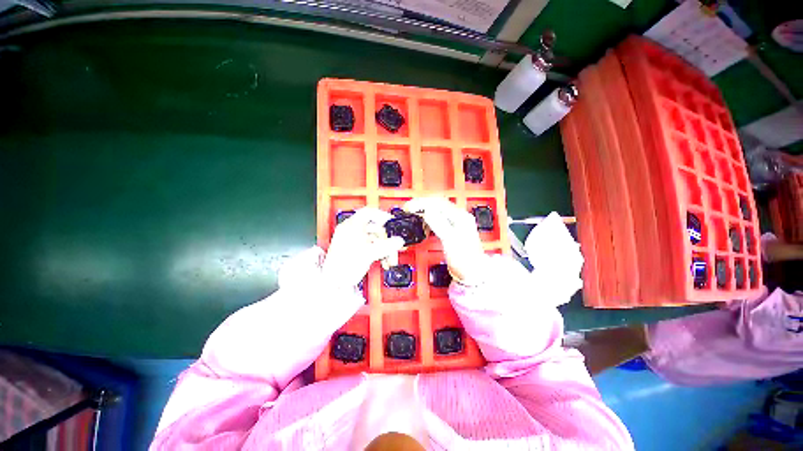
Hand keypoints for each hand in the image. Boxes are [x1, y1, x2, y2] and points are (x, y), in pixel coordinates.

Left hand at [322, 207, 404, 288]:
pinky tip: (381, 256)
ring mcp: (349, 239)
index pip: (369, 212)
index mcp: (351, 225)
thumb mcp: (370, 253)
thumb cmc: (344, 266)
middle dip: (384, 235)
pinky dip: (375, 248)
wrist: (334, 282)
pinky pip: (367, 243)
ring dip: (381, 244)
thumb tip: (398, 241)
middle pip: (372, 226)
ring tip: (387, 253)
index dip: (382, 215)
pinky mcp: (351, 248)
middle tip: (391, 242)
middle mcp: (349, 230)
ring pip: (371, 236)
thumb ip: (387, 246)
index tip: (390, 221)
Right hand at [404, 197, 485, 284]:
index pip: (438, 202)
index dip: (422, 203)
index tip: (410, 207)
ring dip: (424, 212)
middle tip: (409, 209)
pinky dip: (428, 220)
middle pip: (437, 204)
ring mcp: (456, 223)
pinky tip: (423, 224)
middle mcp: (459, 217)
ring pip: (436, 210)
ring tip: (414, 215)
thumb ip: (438, 223)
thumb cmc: (465, 259)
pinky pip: (437, 219)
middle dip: (421, 205)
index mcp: (460, 217)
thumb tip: (427, 211)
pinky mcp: (451, 229)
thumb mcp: (450, 240)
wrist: (472, 272)